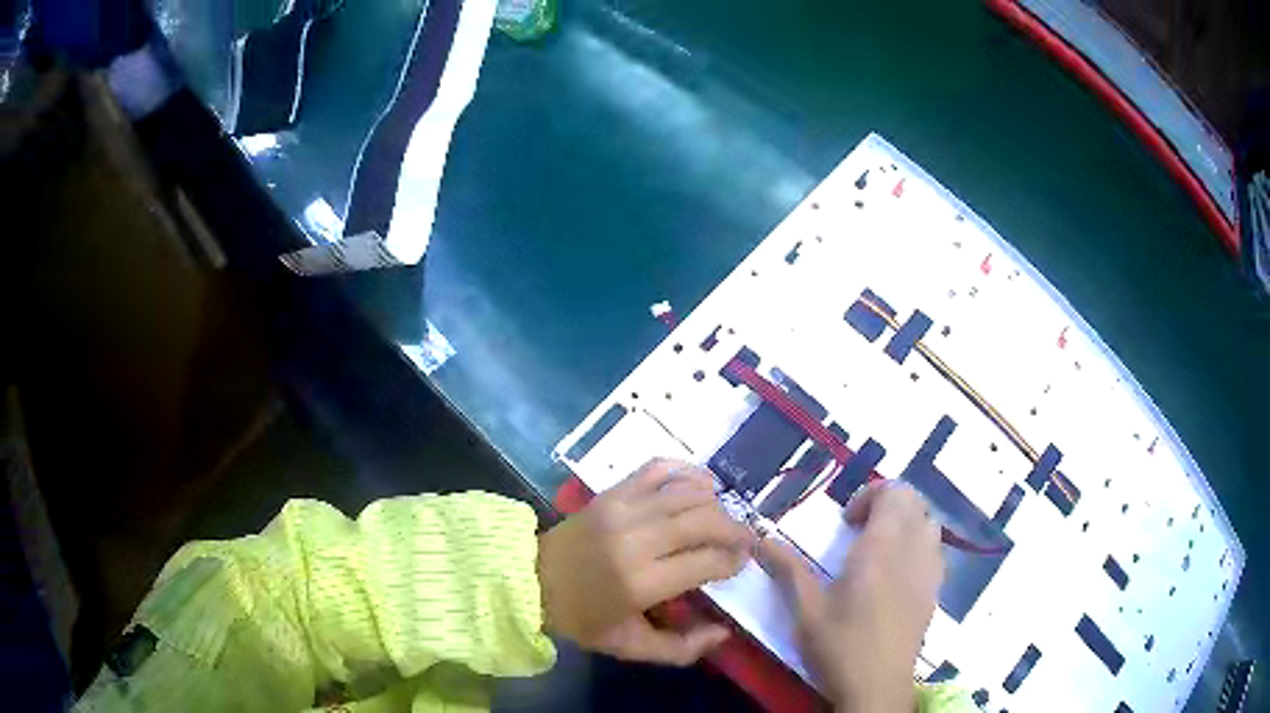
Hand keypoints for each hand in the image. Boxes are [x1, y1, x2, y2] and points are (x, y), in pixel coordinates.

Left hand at [538, 459, 755, 664]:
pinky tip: (702, 484)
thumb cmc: (583, 618)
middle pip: (705, 521)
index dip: (734, 560)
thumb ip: (682, 648)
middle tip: (745, 540)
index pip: (707, 561)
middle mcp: (636, 541)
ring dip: (717, 504)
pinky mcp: (611, 492)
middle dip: (736, 529)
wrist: (530, 580)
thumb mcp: (630, 646)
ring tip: (725, 519)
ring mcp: (622, 510)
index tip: (742, 563)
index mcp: (641, 583)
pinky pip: (658, 468)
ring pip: (688, 493)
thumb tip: (724, 632)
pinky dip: (687, 471)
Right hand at [759, 481, 943, 711]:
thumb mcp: (806, 610)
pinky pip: (934, 548)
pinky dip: (917, 544)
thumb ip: (788, 569)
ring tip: (879, 549)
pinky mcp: (935, 590)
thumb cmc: (840, 646)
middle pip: (914, 501)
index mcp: (882, 547)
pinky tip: (896, 574)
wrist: (877, 686)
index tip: (846, 521)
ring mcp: (930, 570)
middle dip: (887, 504)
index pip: (894, 492)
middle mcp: (913, 549)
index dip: (871, 494)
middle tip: (859, 530)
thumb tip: (760, 539)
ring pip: (929, 522)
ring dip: (905, 522)